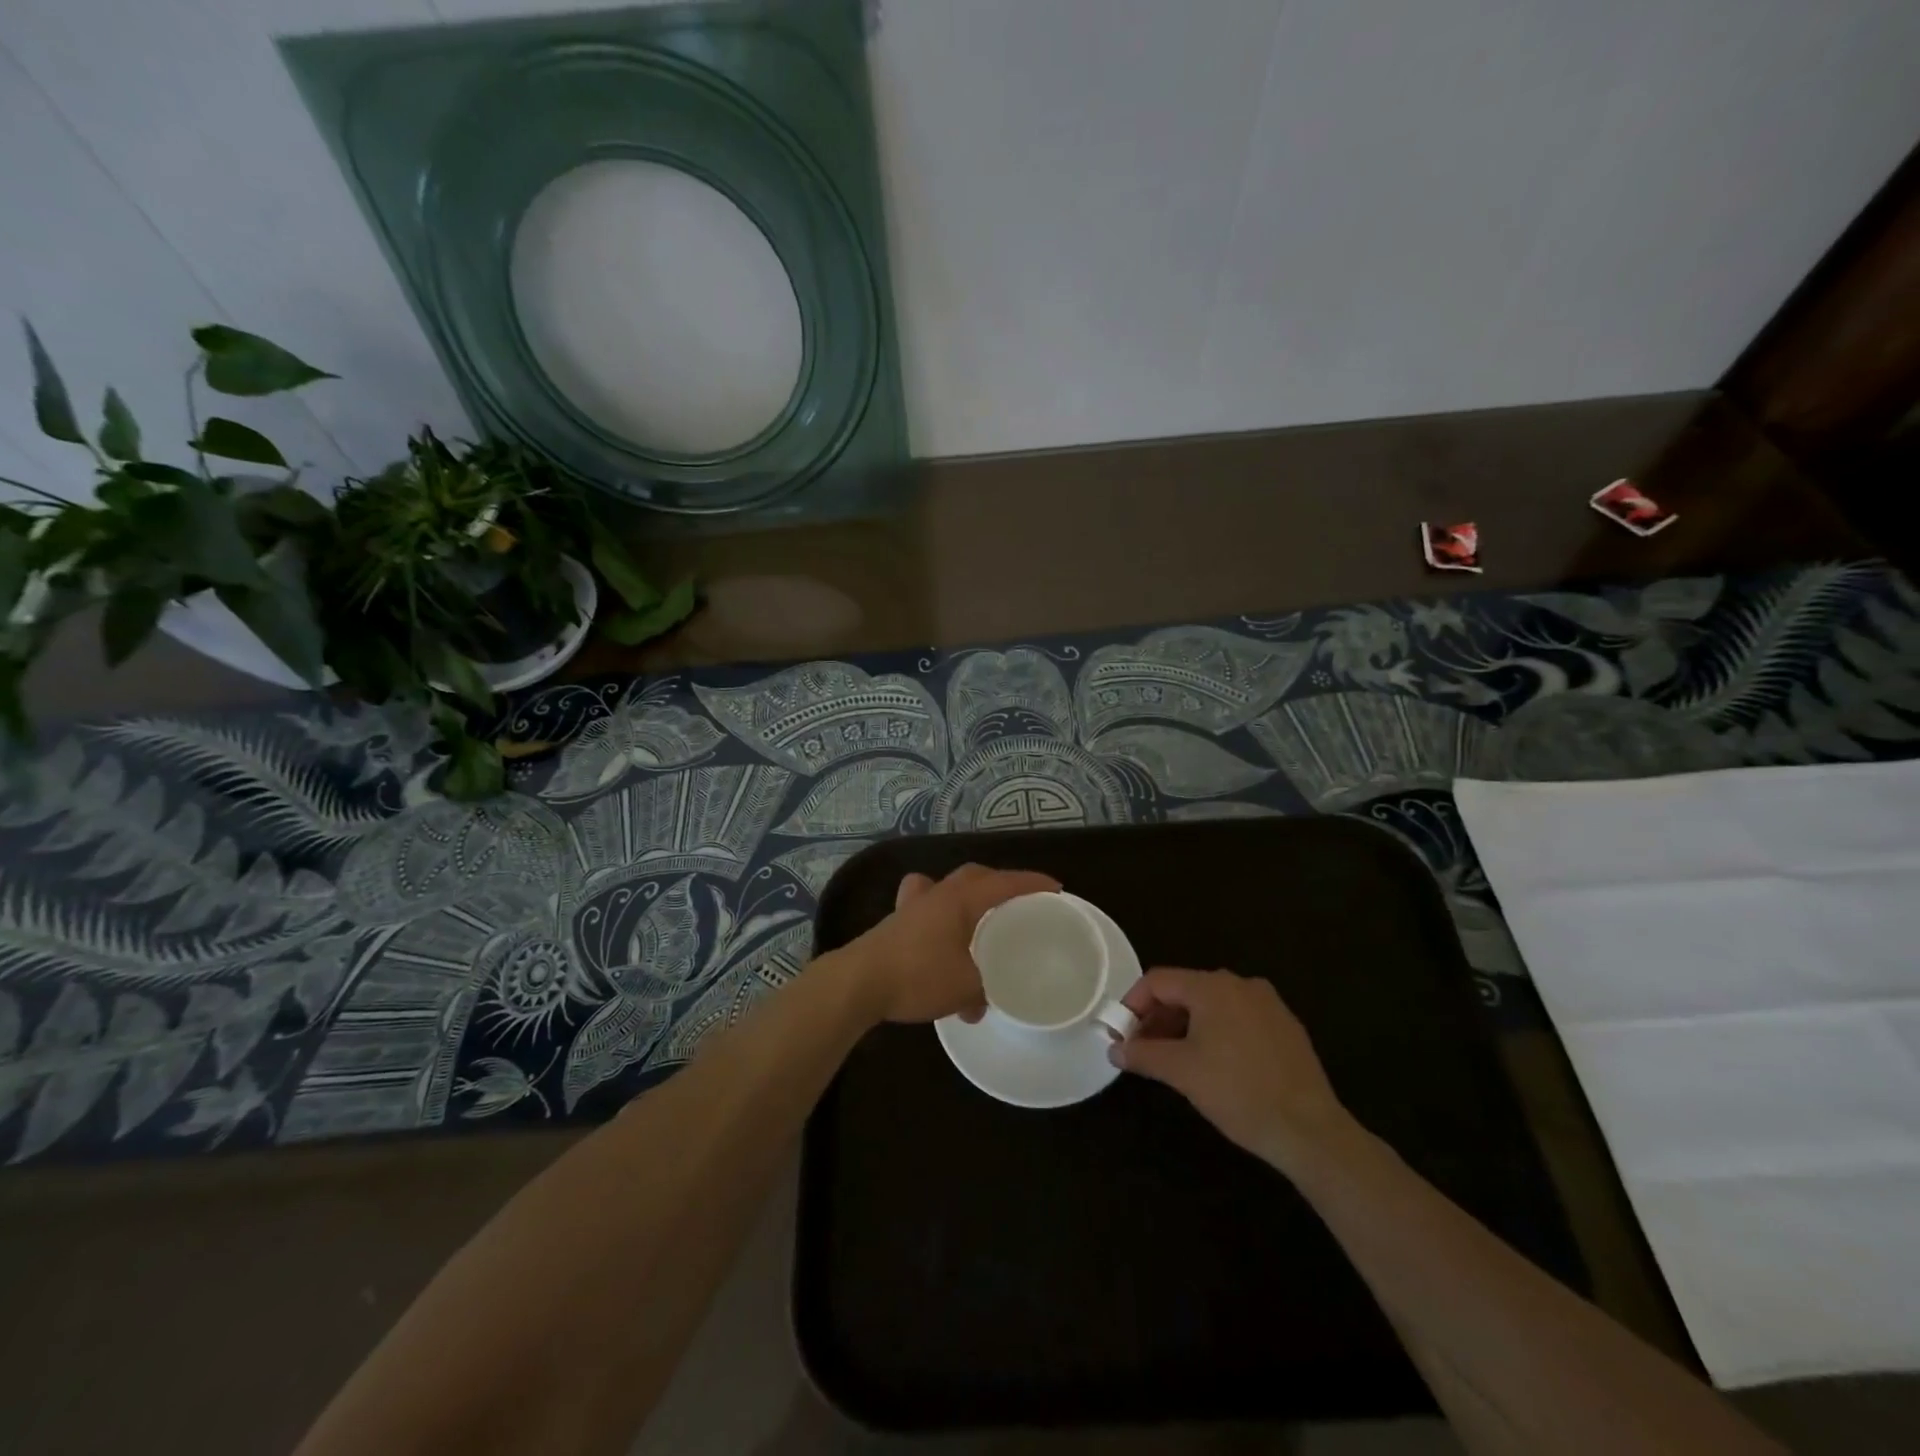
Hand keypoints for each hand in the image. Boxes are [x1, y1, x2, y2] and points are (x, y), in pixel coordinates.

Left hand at [836, 864, 1059, 1024]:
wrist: (859, 982)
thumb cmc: (917, 975)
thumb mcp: (964, 987)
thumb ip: (981, 991)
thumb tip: (981, 1002)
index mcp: (960, 900)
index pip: (1003, 883)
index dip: (1031, 883)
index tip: (1054, 887)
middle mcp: (937, 894)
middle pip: (973, 876)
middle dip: (998, 883)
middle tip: (1018, 900)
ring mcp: (912, 906)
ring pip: (945, 886)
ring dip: (965, 895)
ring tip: (978, 914)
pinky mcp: (894, 923)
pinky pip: (922, 906)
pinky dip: (938, 914)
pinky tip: (939, 936)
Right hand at [1110, 968, 1351, 1171]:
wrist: (1310, 1131)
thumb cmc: (1237, 1092)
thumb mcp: (1181, 1072)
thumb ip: (1143, 1054)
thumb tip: (1115, 1050)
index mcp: (1212, 986)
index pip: (1158, 980)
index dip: (1133, 1003)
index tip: (1122, 1033)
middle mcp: (1241, 984)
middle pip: (1186, 990)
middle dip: (1159, 1017)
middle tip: (1144, 1049)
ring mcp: (1268, 1004)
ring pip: (1212, 1005)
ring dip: (1185, 1026)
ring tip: (1174, 1060)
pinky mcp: (1286, 1028)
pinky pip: (1238, 1019)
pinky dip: (1216, 1033)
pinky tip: (1214, 1065)